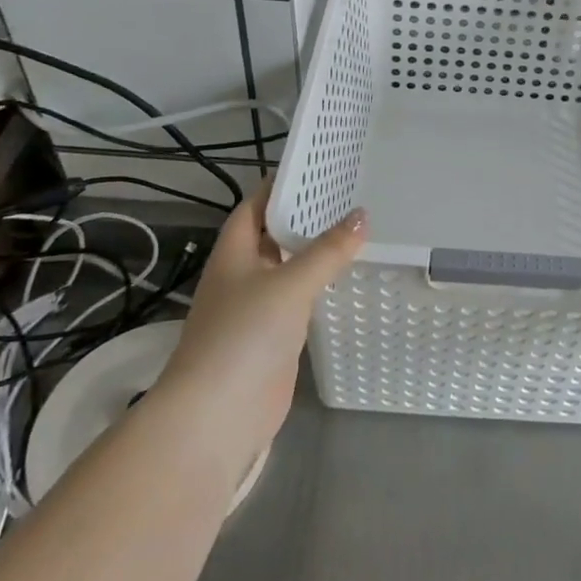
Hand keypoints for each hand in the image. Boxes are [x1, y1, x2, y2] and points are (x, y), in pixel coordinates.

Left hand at [157, 182, 365, 457]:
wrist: (219, 414)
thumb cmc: (245, 335)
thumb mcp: (290, 284)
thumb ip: (327, 251)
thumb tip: (362, 216)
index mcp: (235, 252)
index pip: (257, 204)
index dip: (283, 184)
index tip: (319, 166)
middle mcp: (243, 274)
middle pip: (275, 234)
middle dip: (307, 215)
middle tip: (351, 192)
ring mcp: (257, 307)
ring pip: (289, 267)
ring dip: (316, 251)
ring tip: (357, 227)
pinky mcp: (274, 336)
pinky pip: (300, 299)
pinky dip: (320, 285)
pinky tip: (348, 276)